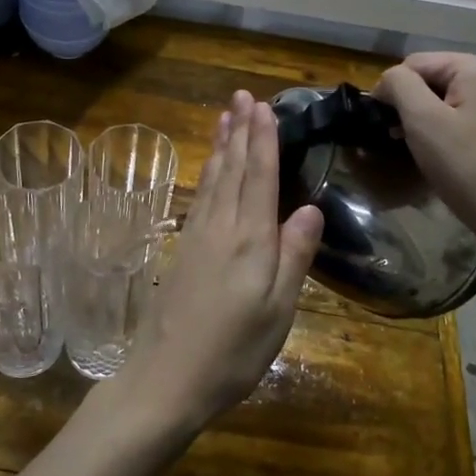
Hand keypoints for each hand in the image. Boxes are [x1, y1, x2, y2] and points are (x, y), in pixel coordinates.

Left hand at [118, 91, 323, 439]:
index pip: (259, 178)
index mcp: (249, 240)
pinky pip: (200, 196)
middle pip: (233, 170)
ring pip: (213, 179)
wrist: (165, 379)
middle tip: (242, 95)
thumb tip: (310, 208)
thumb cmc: (231, 352)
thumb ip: (293, 257)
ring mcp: (196, 237)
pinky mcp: (183, 250)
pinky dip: (208, 173)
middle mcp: (220, 228)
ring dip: (222, 145)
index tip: (264, 106)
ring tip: (226, 116)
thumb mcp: (277, 312)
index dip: (263, 140)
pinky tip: (210, 169)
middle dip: (240, 131)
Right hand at [372, 53, 475, 249]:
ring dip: (436, 119)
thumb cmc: (468, 168)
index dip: (392, 88)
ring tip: (425, 150)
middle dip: (416, 104)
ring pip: (460, 100)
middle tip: (400, 139)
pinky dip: (460, 131)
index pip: (418, 63)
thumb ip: (400, 86)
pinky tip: (456, 157)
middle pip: (441, 79)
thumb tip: (390, 79)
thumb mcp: (422, 121)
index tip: (382, 123)